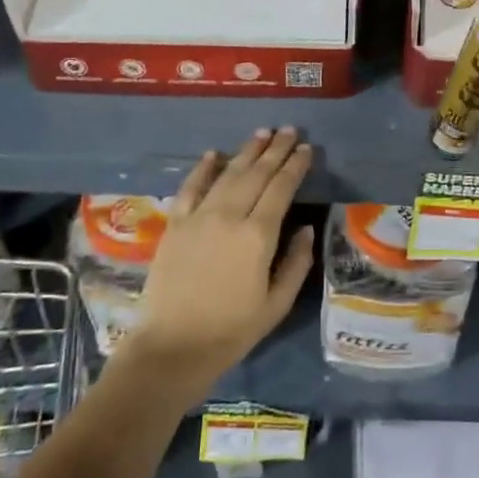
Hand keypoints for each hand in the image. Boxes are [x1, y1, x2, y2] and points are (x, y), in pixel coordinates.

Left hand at [120, 129, 313, 387]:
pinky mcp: (175, 225)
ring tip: (262, 134)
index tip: (306, 148)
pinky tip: (213, 154)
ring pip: (227, 174)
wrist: (172, 347)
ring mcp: (199, 217)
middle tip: (289, 129)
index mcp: (258, 235)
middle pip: (257, 173)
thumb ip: (296, 263)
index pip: (281, 188)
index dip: (295, 166)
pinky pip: (190, 188)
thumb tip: (305, 228)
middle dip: (275, 150)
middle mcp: (229, 216)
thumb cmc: (231, 331)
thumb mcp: (277, 304)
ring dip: (246, 151)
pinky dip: (203, 168)